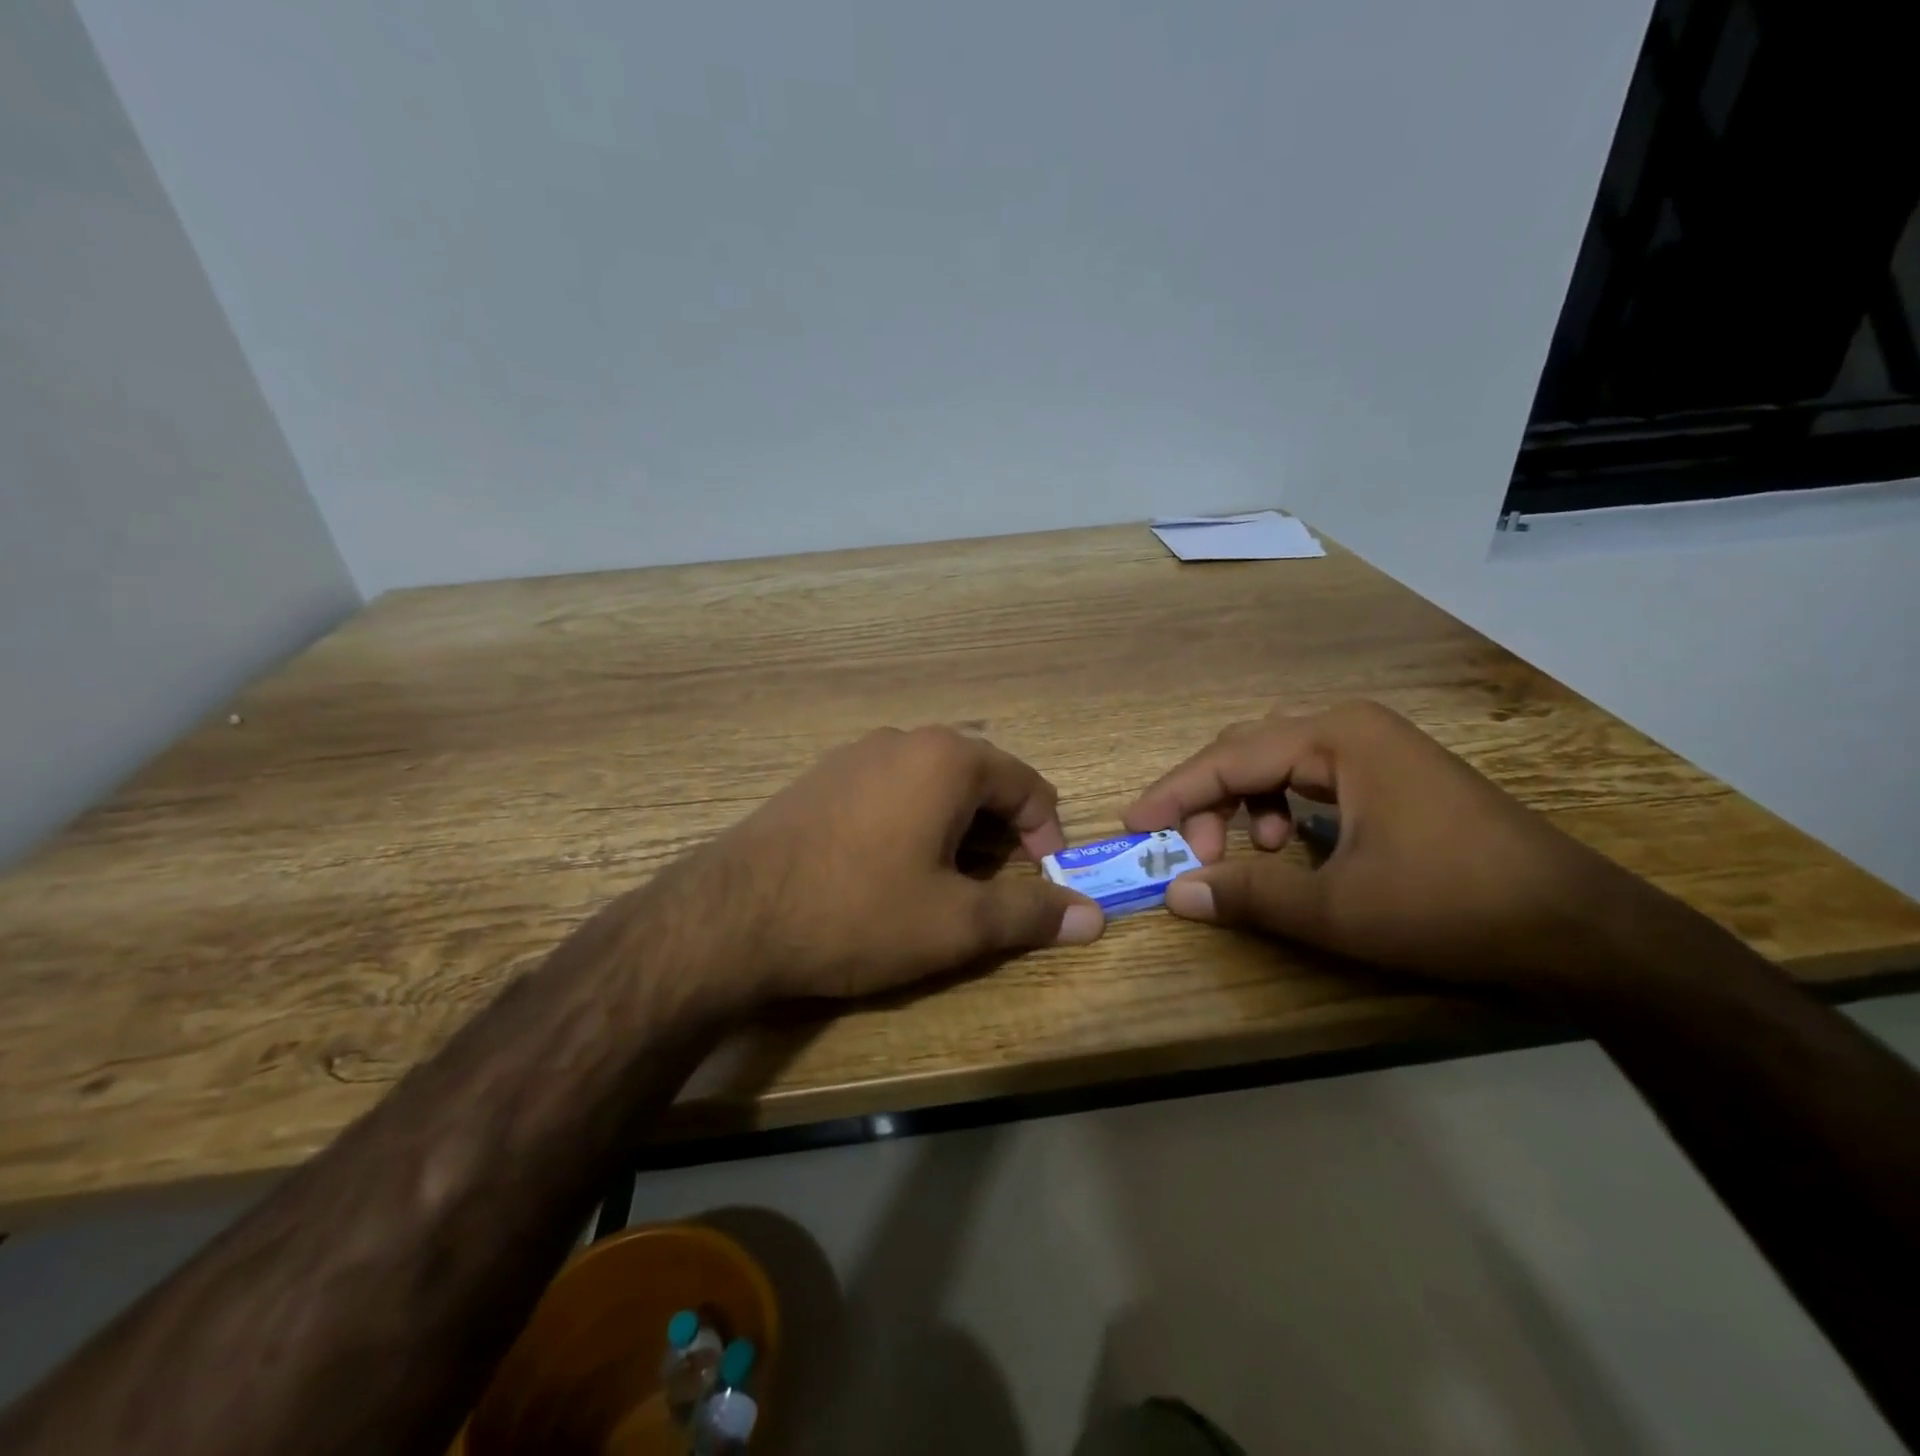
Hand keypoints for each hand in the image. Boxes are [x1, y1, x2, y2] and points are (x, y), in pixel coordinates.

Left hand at [683, 726, 1103, 1003]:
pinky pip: (889, 790)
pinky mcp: (819, 778)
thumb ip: (1029, 913)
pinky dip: (911, 822)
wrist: (729, 918)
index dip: (1047, 835)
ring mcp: (854, 754)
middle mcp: (903, 740)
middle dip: (999, 832)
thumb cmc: (858, 912)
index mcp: (947, 759)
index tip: (1046, 881)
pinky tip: (888, 868)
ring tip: (945, 881)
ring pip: (931, 784)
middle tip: (995, 887)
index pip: (1027, 784)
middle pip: (979, 779)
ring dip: (955, 827)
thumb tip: (1094, 917)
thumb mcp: (955, 923)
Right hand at [1122, 700, 1636, 986]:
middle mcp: (1350, 727)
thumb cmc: (1451, 906)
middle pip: (1248, 749)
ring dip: (1246, 803)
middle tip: (1194, 853)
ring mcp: (1376, 747)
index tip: (1133, 824)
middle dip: (1209, 798)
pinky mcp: (1393, 774)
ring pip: (1278, 761)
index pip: (1228, 758)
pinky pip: (1311, 776)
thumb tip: (1175, 894)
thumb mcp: (1338, 908)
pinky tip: (1295, 847)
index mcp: (1335, 738)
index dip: (1174, 793)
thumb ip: (1249, 895)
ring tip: (1254, 854)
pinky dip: (1283, 807)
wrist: (1579, 926)